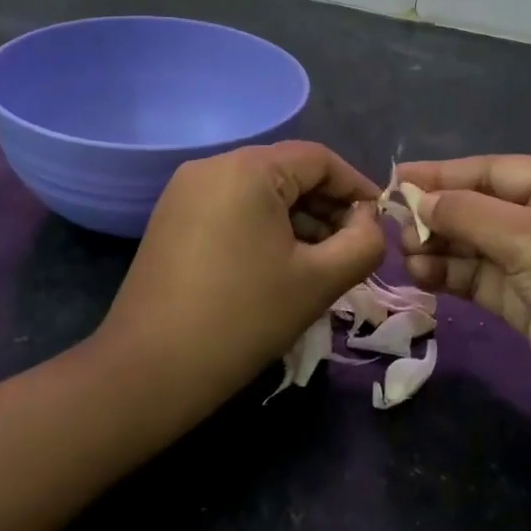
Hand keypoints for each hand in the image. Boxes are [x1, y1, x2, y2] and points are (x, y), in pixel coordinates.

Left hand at [101, 142, 384, 399]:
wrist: (150, 371)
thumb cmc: (244, 318)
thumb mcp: (319, 280)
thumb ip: (364, 243)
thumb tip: (368, 222)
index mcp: (247, 168)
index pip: (319, 159)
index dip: (357, 187)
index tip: (380, 223)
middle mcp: (212, 166)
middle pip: (288, 172)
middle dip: (327, 207)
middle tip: (353, 249)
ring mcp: (185, 192)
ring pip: (260, 192)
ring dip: (298, 221)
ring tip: (320, 263)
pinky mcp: (171, 219)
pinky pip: (232, 209)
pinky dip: (264, 228)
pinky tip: (278, 266)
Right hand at [394, 156, 530, 462]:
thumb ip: (468, 213)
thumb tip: (416, 197)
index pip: (493, 170)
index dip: (443, 173)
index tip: (395, 179)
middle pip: (481, 206)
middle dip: (439, 215)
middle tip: (396, 227)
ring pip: (476, 244)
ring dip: (440, 247)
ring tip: (406, 256)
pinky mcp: (528, 303)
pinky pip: (479, 278)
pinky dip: (451, 275)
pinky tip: (421, 275)